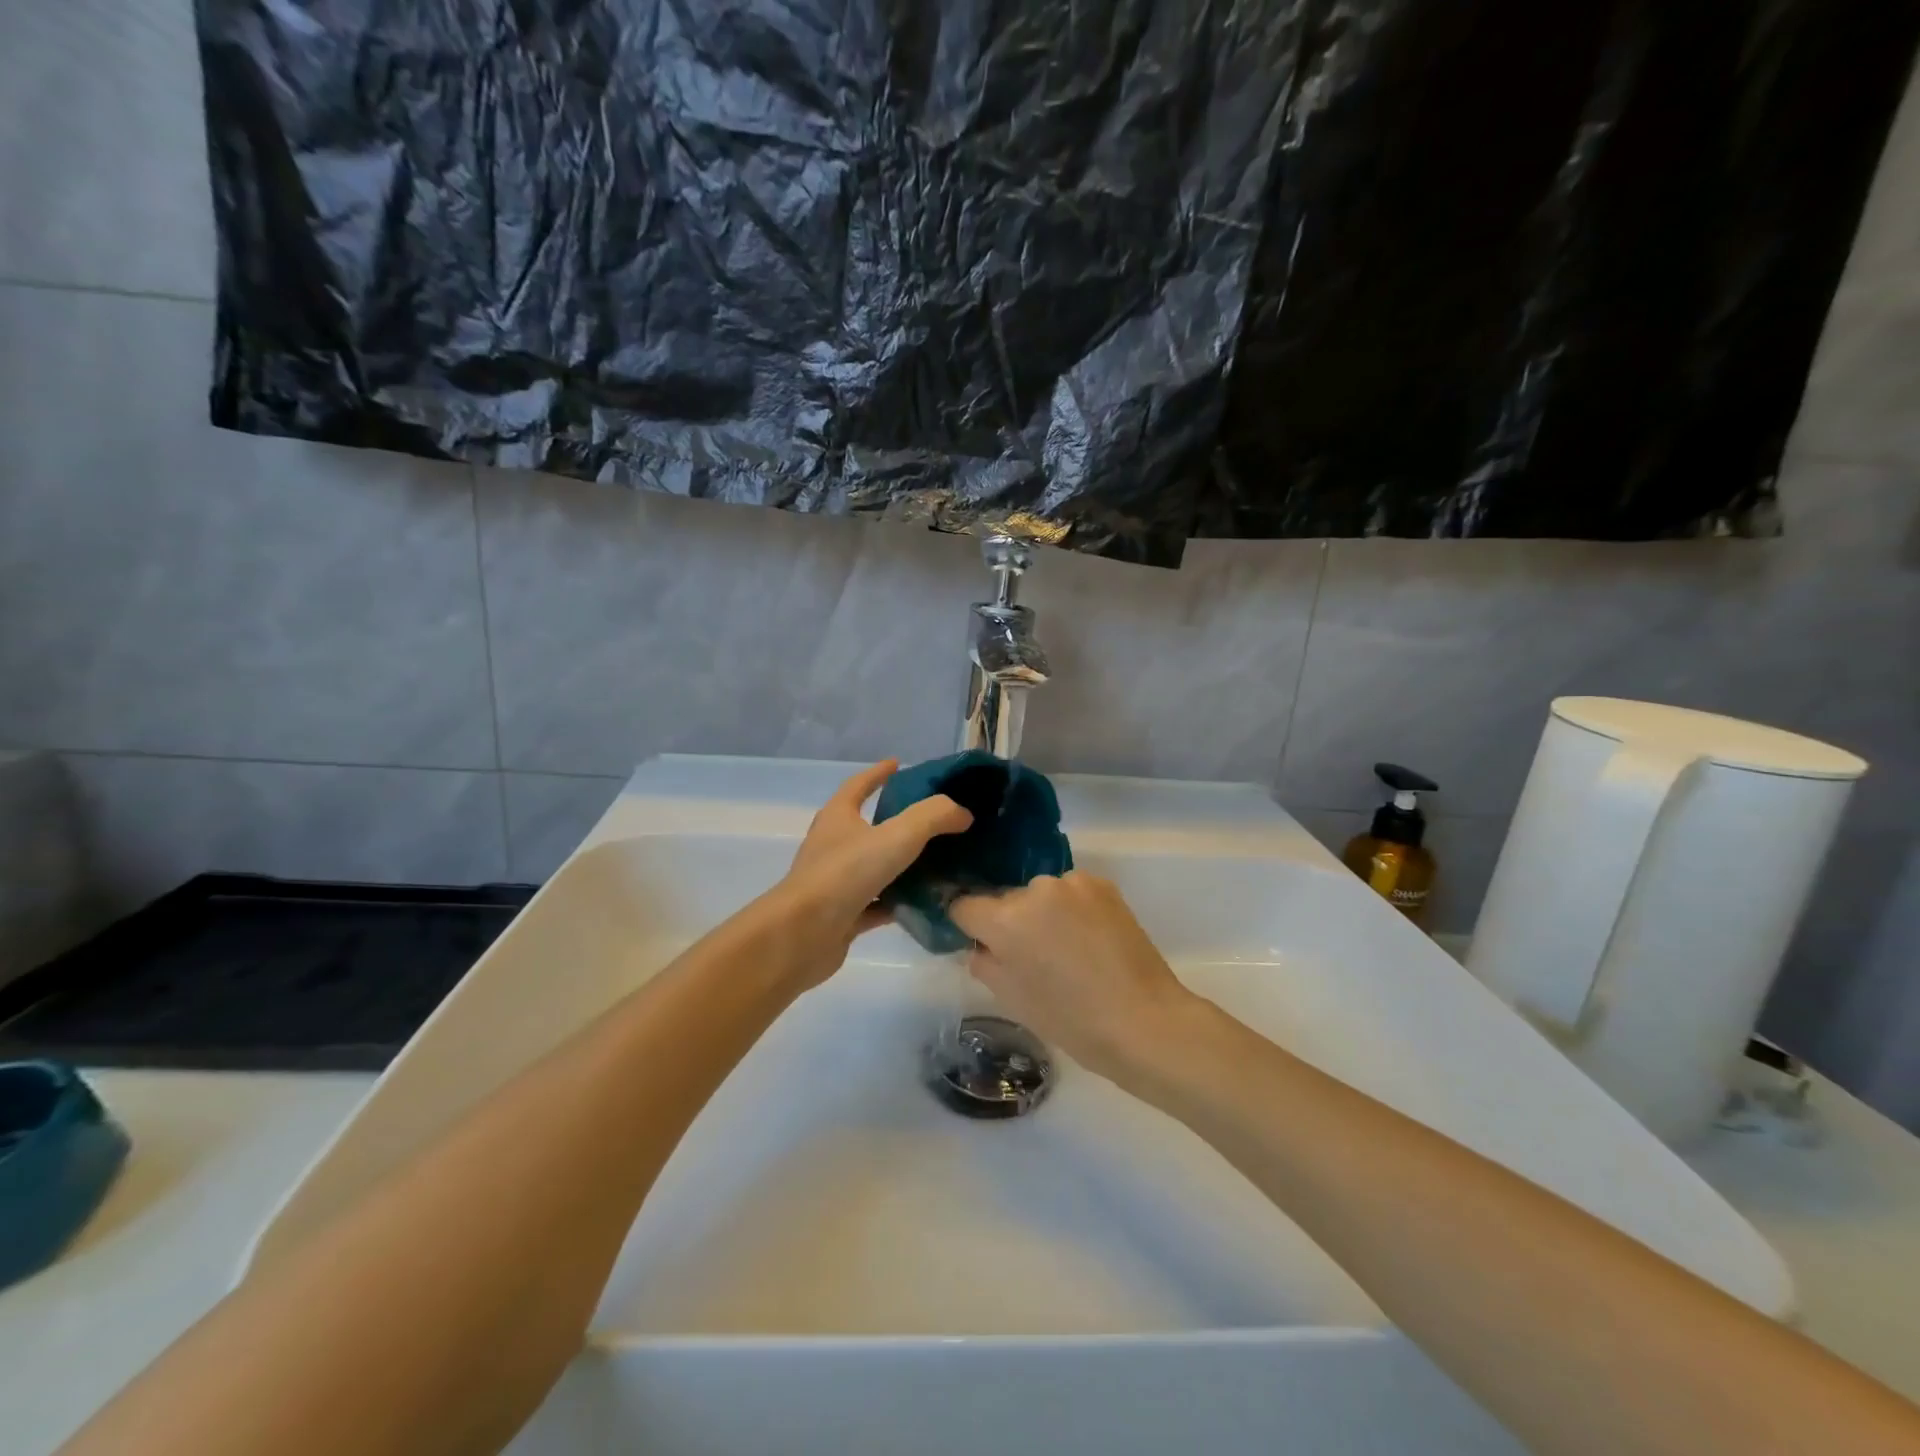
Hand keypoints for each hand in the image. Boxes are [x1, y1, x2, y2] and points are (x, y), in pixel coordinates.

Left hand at [758, 761, 971, 991]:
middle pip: (867, 827)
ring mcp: (836, 883)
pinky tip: (925, 904)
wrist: (802, 936)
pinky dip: (899, 902)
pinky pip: (877, 904)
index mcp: (838, 817)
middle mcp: (833, 846)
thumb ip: (933, 817)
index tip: (898, 765)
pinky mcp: (842, 916)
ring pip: (875, 868)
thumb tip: (962, 812)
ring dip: (902, 865)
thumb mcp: (897, 836)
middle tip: (934, 820)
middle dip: (897, 821)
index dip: (878, 773)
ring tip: (940, 862)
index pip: (858, 785)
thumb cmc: (845, 874)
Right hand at [949, 871, 1198, 1080]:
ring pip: (1040, 894)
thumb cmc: (1072, 1021)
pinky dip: (1072, 908)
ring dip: (1043, 913)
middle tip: (1031, 956)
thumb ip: (984, 963)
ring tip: (1068, 949)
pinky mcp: (1103, 884)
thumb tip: (980, 945)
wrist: (1144, 1020)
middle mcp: (1035, 889)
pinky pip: (1071, 892)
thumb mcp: (1013, 1000)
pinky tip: (1090, 939)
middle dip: (1011, 921)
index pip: (964, 905)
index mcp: (1006, 920)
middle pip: (1006, 899)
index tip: (980, 943)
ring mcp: (1072, 883)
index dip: (968, 925)